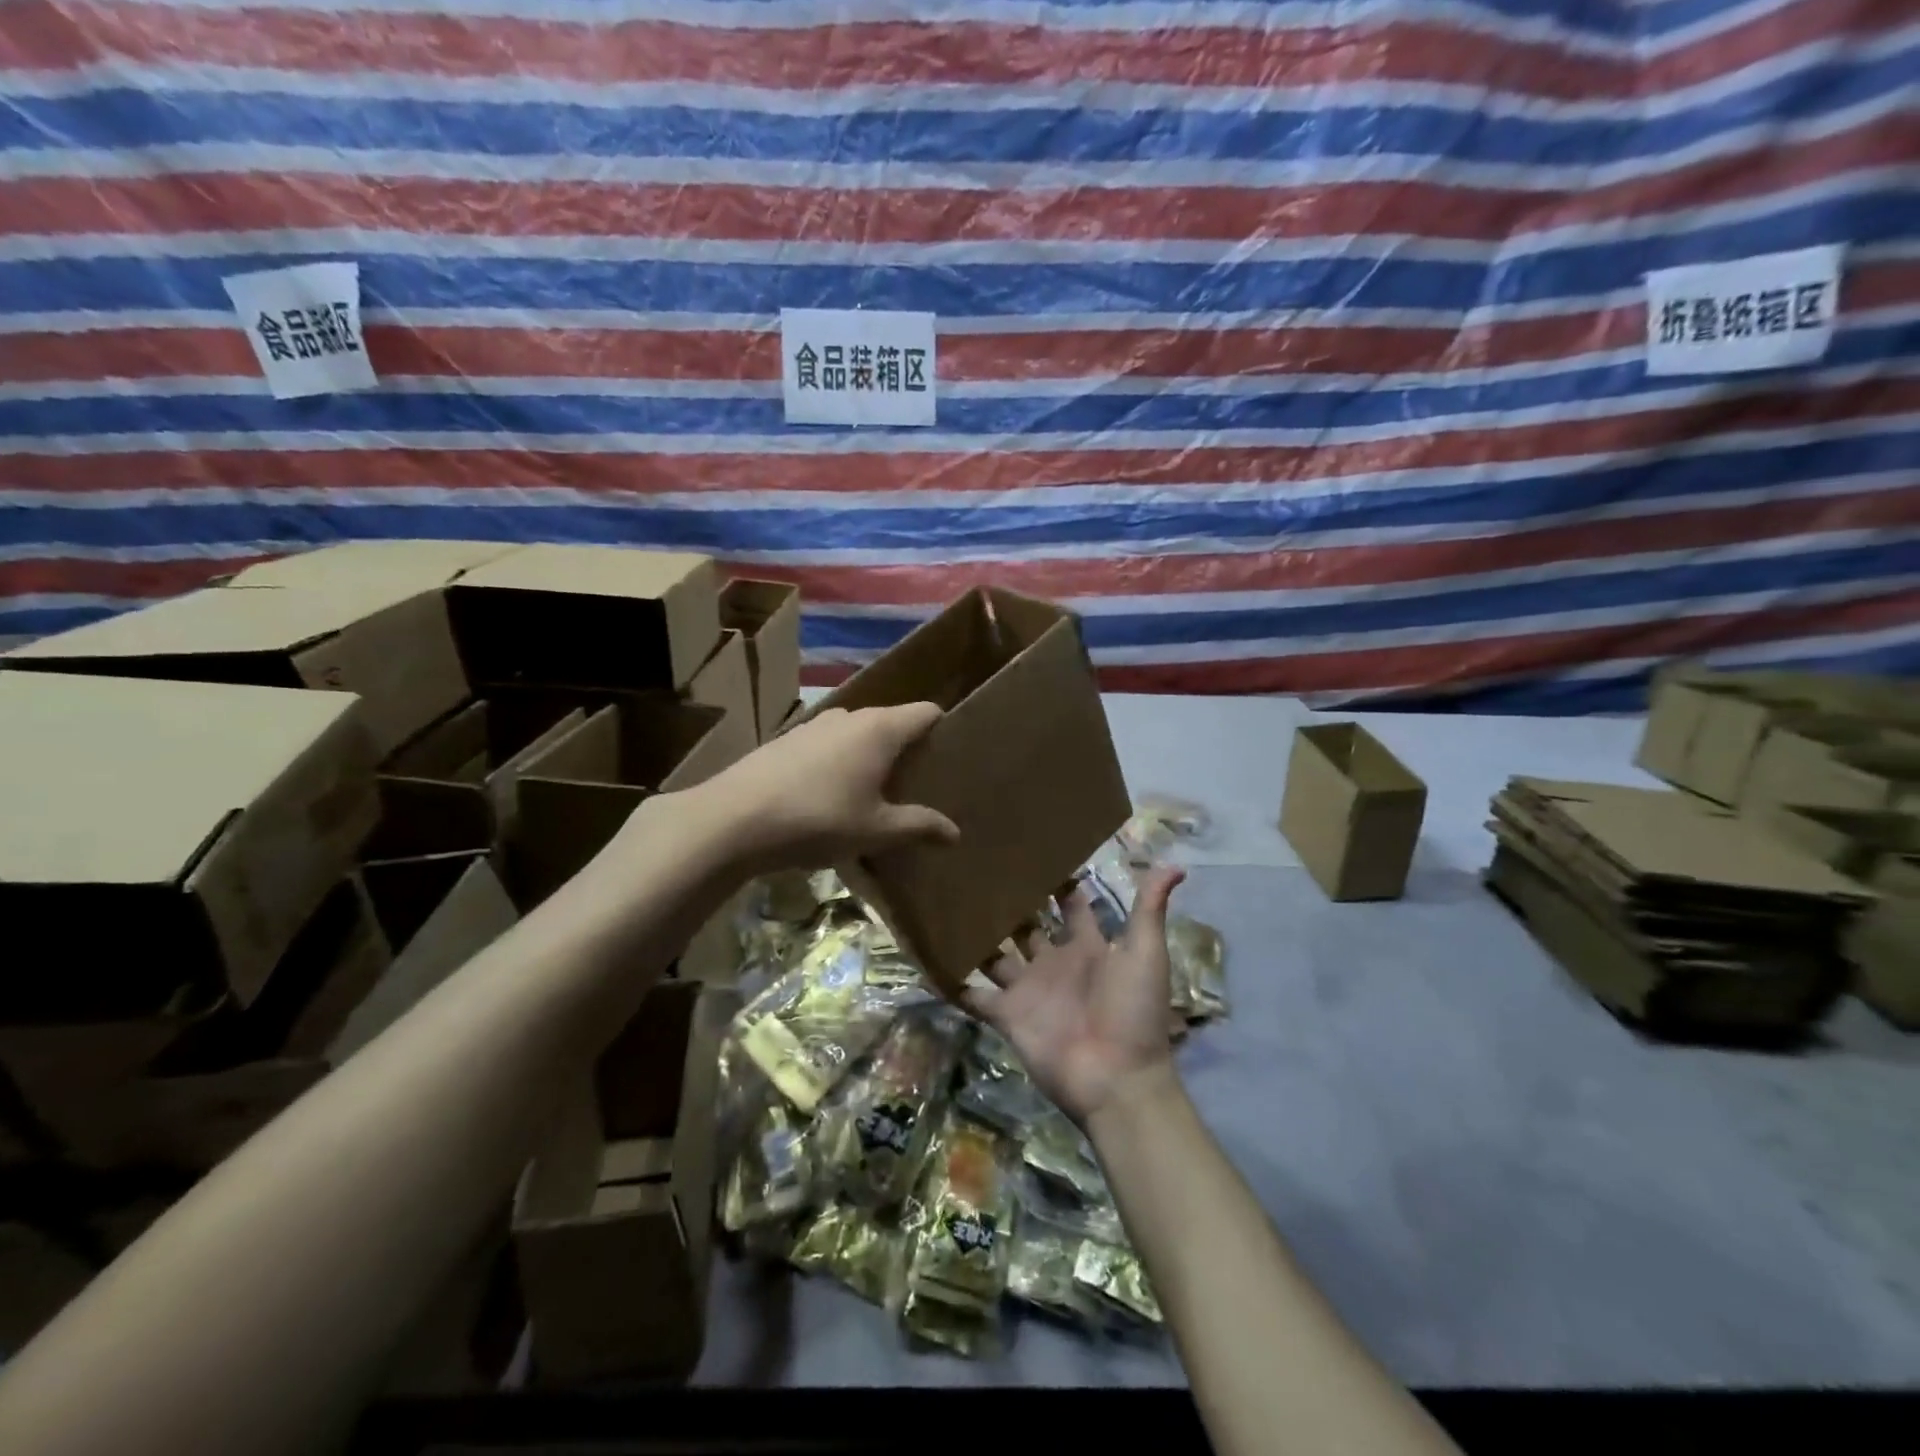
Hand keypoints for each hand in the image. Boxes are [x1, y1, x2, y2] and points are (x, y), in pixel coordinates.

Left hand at [689, 704, 959, 872]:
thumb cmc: (818, 819)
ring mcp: (814, 725)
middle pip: (892, 722)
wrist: (733, 819)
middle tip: (918, 786)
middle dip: (908, 749)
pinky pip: (829, 745)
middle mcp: (850, 716)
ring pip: (858, 734)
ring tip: (875, 793)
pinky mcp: (787, 740)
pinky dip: (840, 763)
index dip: (943, 730)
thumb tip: (955, 832)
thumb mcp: (875, 830)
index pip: (926, 712)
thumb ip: (919, 826)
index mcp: (880, 729)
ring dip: (870, 757)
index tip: (951, 759)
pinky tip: (831, 796)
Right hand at [962, 866, 1185, 1127]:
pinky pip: (975, 997)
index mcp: (1088, 946)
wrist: (1117, 1079)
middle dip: (1008, 902)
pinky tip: (928, 958)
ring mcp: (1028, 989)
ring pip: (996, 955)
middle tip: (979, 867)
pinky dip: (953, 982)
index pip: (1069, 905)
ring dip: (977, 935)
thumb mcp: (1146, 952)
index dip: (1056, 881)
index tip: (1032, 850)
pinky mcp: (1007, 1015)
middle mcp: (1054, 963)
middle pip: (1026, 925)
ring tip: (948, 901)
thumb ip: (1151, 908)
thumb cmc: (1134, 1010)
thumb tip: (1175, 864)